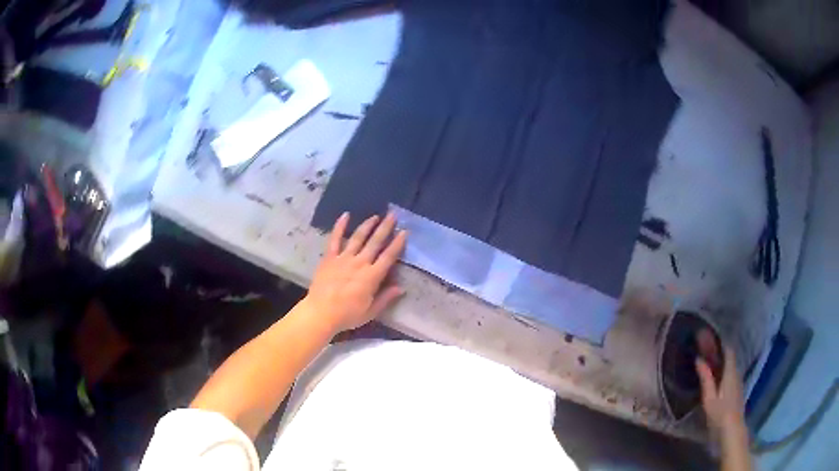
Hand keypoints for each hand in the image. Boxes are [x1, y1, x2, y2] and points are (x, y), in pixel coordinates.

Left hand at [305, 212, 406, 333]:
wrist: (320, 313)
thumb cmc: (347, 315)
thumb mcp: (370, 312)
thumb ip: (385, 298)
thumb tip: (400, 288)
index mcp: (372, 277)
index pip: (388, 257)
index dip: (397, 244)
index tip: (404, 232)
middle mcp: (360, 263)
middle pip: (375, 242)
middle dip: (385, 228)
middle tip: (393, 215)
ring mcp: (343, 258)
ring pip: (358, 237)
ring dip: (367, 225)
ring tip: (375, 216)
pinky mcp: (329, 257)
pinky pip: (335, 239)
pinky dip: (340, 226)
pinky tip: (345, 215)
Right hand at [695, 339, 745, 436]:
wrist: (732, 430)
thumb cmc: (719, 414)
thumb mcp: (709, 398)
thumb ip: (706, 378)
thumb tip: (699, 359)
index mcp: (730, 371)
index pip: (728, 350)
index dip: (719, 343)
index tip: (708, 340)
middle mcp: (736, 373)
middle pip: (729, 358)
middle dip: (719, 354)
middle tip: (706, 353)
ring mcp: (738, 382)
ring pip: (730, 367)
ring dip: (721, 364)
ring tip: (709, 366)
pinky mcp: (737, 391)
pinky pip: (731, 376)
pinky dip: (723, 373)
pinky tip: (716, 380)